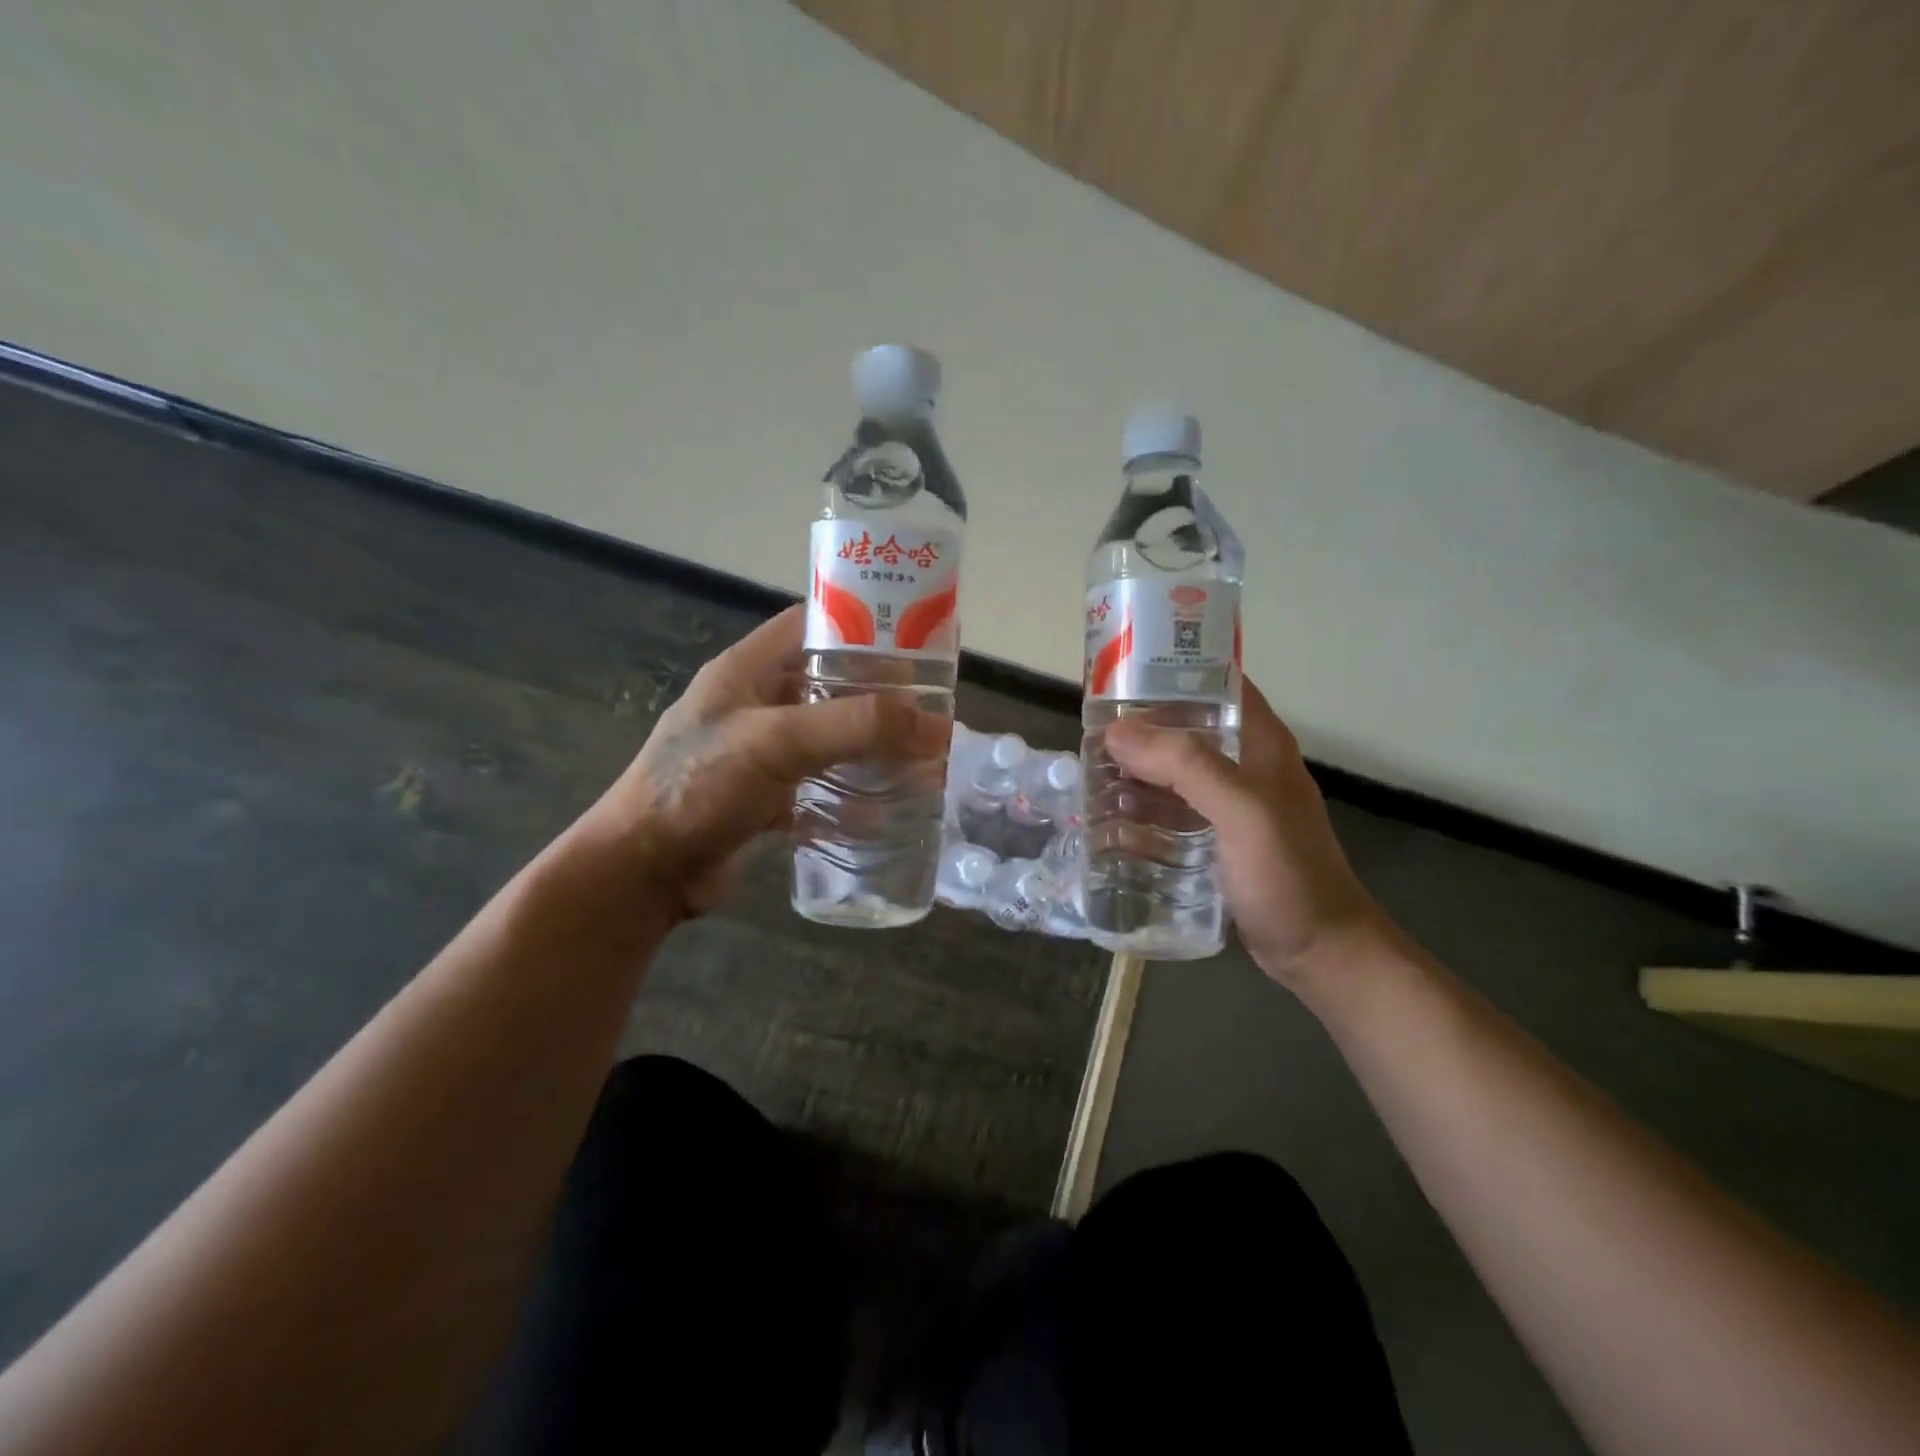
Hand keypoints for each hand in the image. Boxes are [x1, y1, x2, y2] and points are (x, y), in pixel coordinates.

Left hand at [584, 605, 947, 921]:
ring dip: (873, 747)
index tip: (918, 641)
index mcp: (749, 669)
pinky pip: (823, 784)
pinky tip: (891, 806)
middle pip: (831, 685)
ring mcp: (763, 753)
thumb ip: (855, 726)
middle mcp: (758, 704)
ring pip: (832, 738)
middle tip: (934, 708)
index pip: (814, 625)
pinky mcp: (769, 796)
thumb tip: (936, 725)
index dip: (864, 625)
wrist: (645, 870)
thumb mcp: (778, 741)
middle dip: (882, 696)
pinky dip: (854, 792)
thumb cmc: (700, 785)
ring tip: (924, 757)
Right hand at [1105, 679, 1384, 985]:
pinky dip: (1140, 811)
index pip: (1215, 683)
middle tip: (1087, 731)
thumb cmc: (1289, 876)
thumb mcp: (1243, 812)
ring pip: (1171, 772)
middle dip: (1137, 728)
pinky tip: (1107, 821)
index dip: (1170, 670)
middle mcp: (1242, 765)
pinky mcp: (1213, 840)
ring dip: (1133, 772)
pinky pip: (1169, 812)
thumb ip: (1187, 767)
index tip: (1119, 673)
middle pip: (1183, 728)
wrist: (1320, 953)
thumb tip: (1117, 732)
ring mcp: (1227, 805)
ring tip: (1087, 774)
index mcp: (1259, 743)